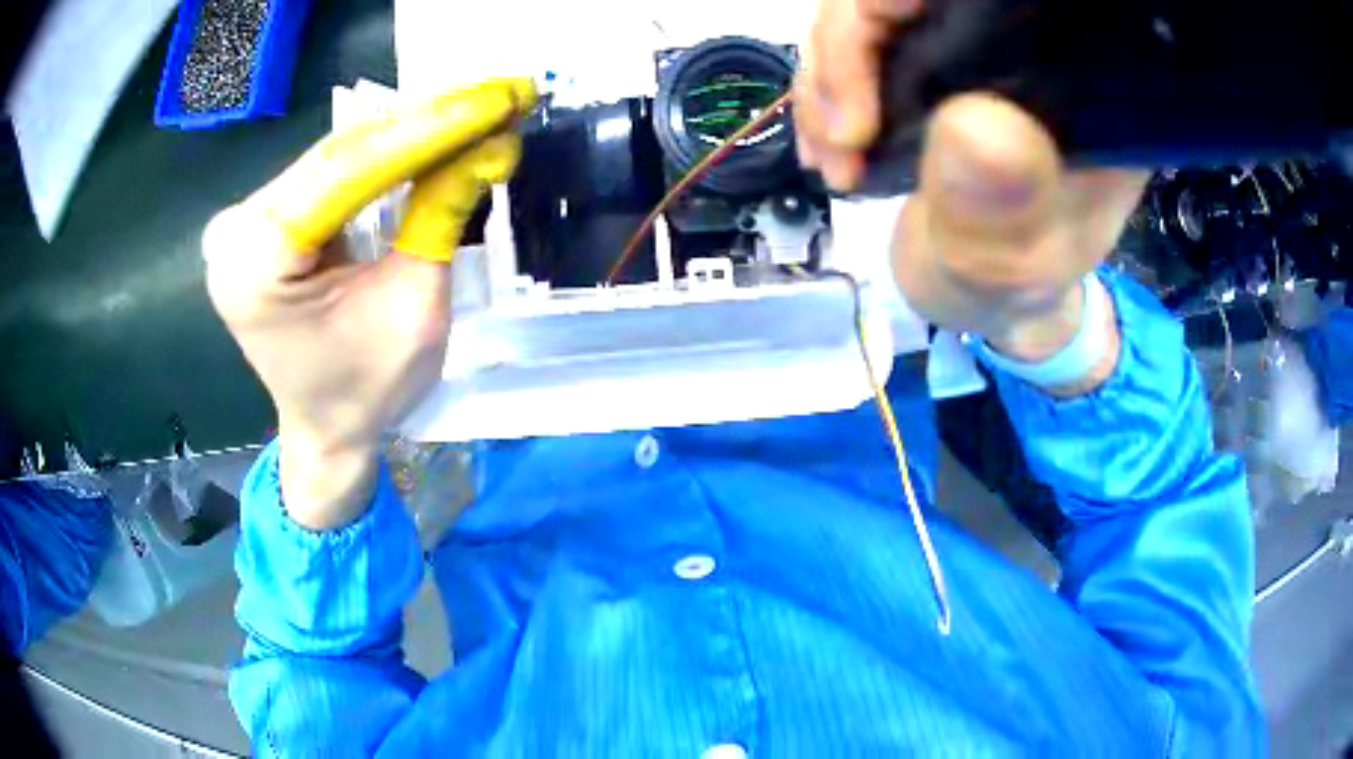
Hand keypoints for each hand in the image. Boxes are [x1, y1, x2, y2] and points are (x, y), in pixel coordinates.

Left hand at [204, 79, 534, 528]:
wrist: (324, 430)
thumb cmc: (365, 391)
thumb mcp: (416, 310)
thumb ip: (441, 216)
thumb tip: (492, 141)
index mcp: (255, 264)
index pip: (347, 170)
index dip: (429, 128)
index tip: (497, 99)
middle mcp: (235, 230)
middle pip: (341, 155)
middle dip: (427, 124)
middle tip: (499, 99)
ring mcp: (242, 220)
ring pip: (340, 155)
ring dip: (412, 133)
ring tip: (478, 113)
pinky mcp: (261, 218)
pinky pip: (331, 171)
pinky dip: (385, 154)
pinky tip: (432, 137)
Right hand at [795, 1, 1148, 370]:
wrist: (980, 298)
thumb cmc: (1012, 292)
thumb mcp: (1013, 271)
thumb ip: (999, 213)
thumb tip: (975, 121)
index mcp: (1070, 83)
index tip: (877, 48)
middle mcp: (1015, 50)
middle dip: (850, 51)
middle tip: (842, 140)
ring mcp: (962, 52)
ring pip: (864, 13)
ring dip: (826, 82)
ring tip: (835, 161)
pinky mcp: (920, 67)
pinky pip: (848, 47)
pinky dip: (821, 95)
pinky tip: (828, 146)